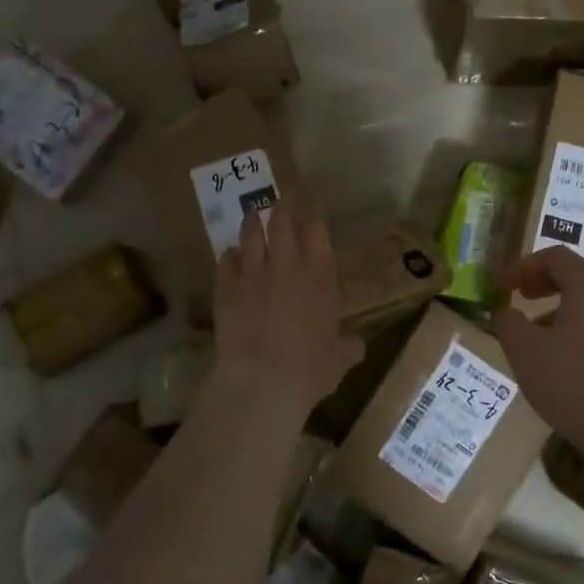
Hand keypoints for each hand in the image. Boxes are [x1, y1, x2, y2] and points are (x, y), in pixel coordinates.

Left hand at [211, 199, 360, 418]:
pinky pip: (226, 260)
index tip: (311, 214)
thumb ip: (348, 347)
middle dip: (282, 209)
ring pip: (250, 234)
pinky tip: (231, 256)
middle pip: (282, 222)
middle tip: (280, 202)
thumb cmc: (310, 369)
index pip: (317, 231)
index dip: (313, 219)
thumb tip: (357, 346)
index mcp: (319, 276)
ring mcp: (253, 273)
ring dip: (253, 222)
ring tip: (253, 216)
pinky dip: (230, 256)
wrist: (262, 381)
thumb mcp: (339, 360)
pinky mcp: (225, 287)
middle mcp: (287, 265)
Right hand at [491, 247, 583, 448]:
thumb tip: (506, 312)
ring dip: (562, 305)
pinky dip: (581, 324)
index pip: (553, 256)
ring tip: (537, 331)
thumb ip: (508, 322)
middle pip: (577, 273)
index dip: (521, 267)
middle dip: (544, 281)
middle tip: (521, 296)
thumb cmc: (572, 380)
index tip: (499, 285)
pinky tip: (564, 355)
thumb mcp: (523, 350)